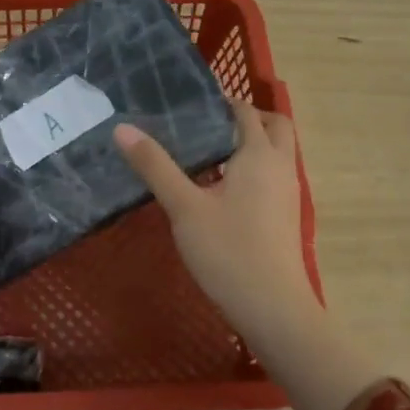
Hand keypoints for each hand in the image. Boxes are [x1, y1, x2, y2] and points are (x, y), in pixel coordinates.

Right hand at [114, 103, 313, 339]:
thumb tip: (122, 128)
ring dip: (251, 143)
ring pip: (276, 153)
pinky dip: (253, 168)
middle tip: (208, 123)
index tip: (190, 102)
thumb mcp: (183, 207)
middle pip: (274, 127)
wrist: (272, 308)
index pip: (246, 112)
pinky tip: (220, 188)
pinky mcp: (285, 216)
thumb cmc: (228, 251)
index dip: (223, 101)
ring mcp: (287, 193)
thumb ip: (155, 166)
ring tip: (207, 153)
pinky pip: (273, 175)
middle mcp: (280, 167)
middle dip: (247, 118)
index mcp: (259, 155)